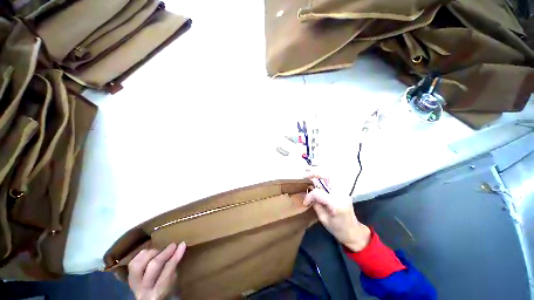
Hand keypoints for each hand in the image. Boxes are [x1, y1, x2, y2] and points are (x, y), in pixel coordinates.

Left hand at [128, 242, 185, 299]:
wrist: (148, 297)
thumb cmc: (165, 288)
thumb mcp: (172, 280)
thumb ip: (174, 265)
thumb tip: (181, 246)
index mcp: (158, 294)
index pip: (167, 272)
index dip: (175, 257)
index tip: (182, 244)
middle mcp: (143, 290)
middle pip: (153, 266)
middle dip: (164, 253)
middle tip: (173, 245)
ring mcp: (133, 283)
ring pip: (140, 263)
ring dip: (152, 253)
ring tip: (161, 250)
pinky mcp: (128, 277)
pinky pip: (133, 262)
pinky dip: (142, 255)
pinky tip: (150, 252)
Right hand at [304, 176, 370, 251]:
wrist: (354, 232)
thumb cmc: (338, 229)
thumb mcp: (323, 219)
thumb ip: (316, 204)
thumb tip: (309, 194)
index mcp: (336, 204)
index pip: (318, 193)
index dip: (309, 196)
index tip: (305, 202)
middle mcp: (341, 194)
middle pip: (328, 177)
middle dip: (315, 173)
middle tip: (305, 173)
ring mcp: (344, 191)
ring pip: (331, 175)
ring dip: (319, 172)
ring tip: (309, 170)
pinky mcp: (343, 191)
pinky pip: (333, 180)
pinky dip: (324, 176)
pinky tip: (317, 176)